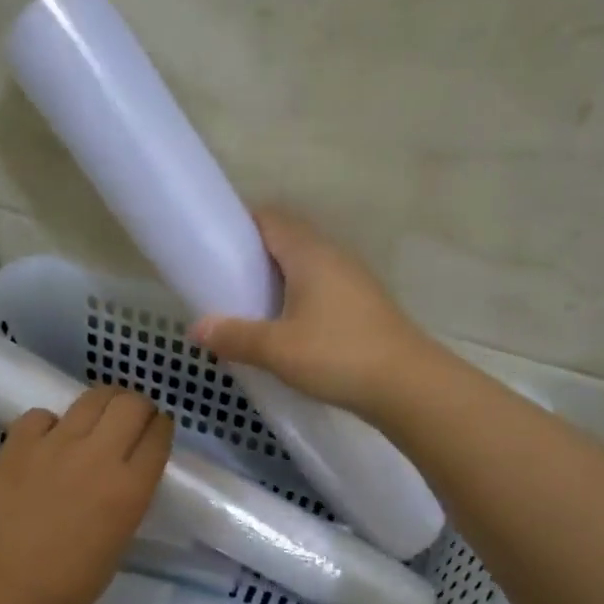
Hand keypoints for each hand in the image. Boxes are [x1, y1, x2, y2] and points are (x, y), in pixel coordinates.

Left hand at [0, 387, 173, 603]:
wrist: (8, 587)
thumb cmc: (73, 580)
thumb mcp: (122, 538)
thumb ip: (130, 496)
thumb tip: (127, 472)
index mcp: (130, 487)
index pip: (158, 434)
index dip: (161, 427)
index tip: (156, 431)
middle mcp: (98, 456)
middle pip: (131, 404)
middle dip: (138, 407)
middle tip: (131, 420)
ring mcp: (55, 444)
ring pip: (92, 397)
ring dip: (103, 404)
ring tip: (96, 419)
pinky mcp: (18, 442)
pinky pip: (43, 414)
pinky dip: (52, 423)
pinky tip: (49, 441)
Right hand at [187, 208, 433, 414]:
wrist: (407, 385)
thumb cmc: (338, 355)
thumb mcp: (277, 349)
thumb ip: (235, 336)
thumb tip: (196, 329)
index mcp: (309, 253)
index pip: (270, 218)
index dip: (239, 225)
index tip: (213, 246)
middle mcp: (333, 256)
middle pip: (287, 240)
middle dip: (254, 256)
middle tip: (224, 282)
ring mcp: (352, 280)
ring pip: (305, 267)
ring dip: (277, 280)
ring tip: (249, 308)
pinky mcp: (363, 305)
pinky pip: (320, 288)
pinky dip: (297, 298)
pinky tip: (285, 329)